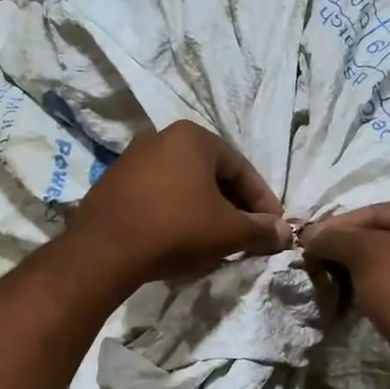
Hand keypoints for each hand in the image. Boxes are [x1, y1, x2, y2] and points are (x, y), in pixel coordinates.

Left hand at [64, 121, 291, 287]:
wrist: (104, 251)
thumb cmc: (176, 229)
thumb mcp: (228, 232)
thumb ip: (260, 230)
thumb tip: (285, 233)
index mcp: (193, 137)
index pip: (241, 168)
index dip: (263, 201)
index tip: (274, 227)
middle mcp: (161, 137)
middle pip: (212, 173)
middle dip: (234, 205)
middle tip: (248, 233)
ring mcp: (132, 159)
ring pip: (184, 185)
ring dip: (206, 209)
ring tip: (217, 239)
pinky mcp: (113, 184)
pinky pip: (158, 195)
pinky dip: (177, 213)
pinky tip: (182, 237)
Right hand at [300, 199, 389, 353]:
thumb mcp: (363, 254)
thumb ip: (334, 238)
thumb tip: (310, 236)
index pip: (377, 212)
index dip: (338, 226)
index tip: (310, 242)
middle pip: (384, 236)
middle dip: (347, 250)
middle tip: (319, 263)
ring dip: (358, 271)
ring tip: (331, 283)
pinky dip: (376, 288)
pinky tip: (354, 299)